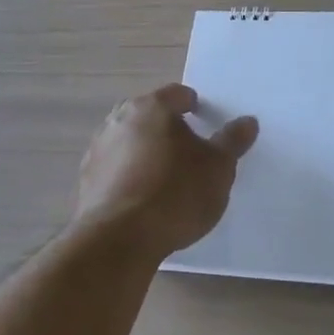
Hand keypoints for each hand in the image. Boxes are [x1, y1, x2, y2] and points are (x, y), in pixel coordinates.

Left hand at [73, 85, 258, 258]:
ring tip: (162, 177)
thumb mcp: (218, 168)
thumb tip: (248, 121)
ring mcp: (98, 149)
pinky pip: (113, 168)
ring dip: (142, 150)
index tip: (202, 119)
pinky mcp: (85, 180)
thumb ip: (232, 141)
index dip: (192, 105)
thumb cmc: (176, 193)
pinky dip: (126, 174)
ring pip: (127, 140)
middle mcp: (120, 119)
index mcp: (153, 107)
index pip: (177, 94)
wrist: (119, 239)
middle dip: (165, 126)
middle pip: (148, 114)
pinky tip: (140, 198)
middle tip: (185, 150)